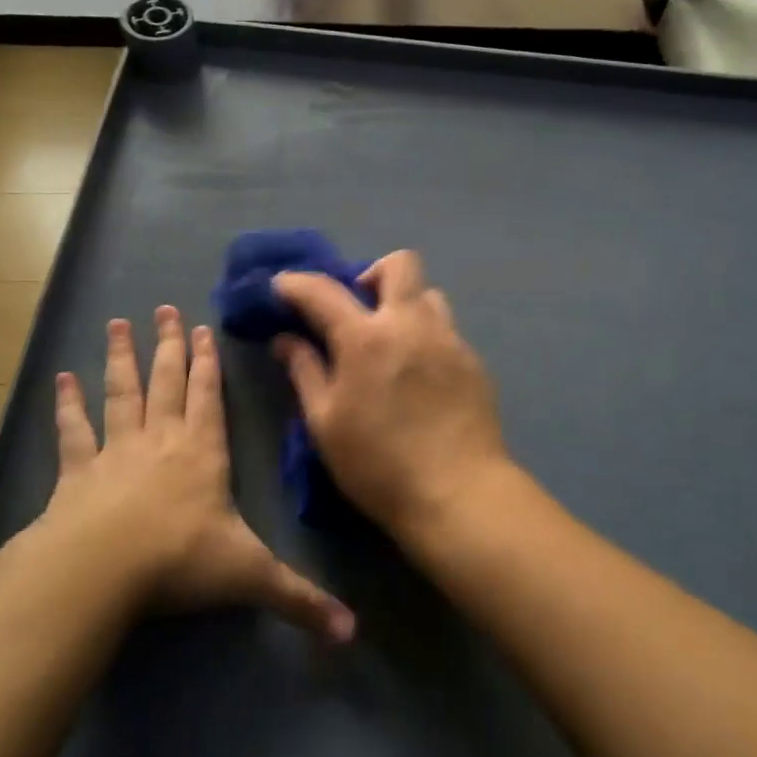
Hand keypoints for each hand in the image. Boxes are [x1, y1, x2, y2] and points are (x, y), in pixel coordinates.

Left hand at [34, 306, 353, 642]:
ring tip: (118, 324)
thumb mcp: (250, 577)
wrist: (101, 572)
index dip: (207, 362)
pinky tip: (63, 378)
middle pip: (166, 381)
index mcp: (203, 452)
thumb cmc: (180, 562)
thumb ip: (300, 600)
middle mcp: (162, 440)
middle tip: (163, 308)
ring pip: (122, 393)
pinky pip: (74, 430)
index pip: (208, 396)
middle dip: (168, 346)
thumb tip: (353, 633)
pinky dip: (68, 404)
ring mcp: (116, 451)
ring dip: (122, 359)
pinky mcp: (77, 472)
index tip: (201, 328)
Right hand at [273, 251, 510, 534]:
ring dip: (404, 303)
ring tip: (391, 341)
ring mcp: (449, 339)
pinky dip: (425, 337)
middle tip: (356, 308)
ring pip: (429, 294)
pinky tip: (419, 376)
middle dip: (370, 273)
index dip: (296, 283)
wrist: (458, 493)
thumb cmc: (378, 465)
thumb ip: (304, 372)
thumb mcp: (325, 423)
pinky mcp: (473, 361)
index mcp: (366, 338)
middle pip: (399, 263)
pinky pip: (446, 330)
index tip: (282, 287)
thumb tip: (285, 339)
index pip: (323, 290)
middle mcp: (411, 324)